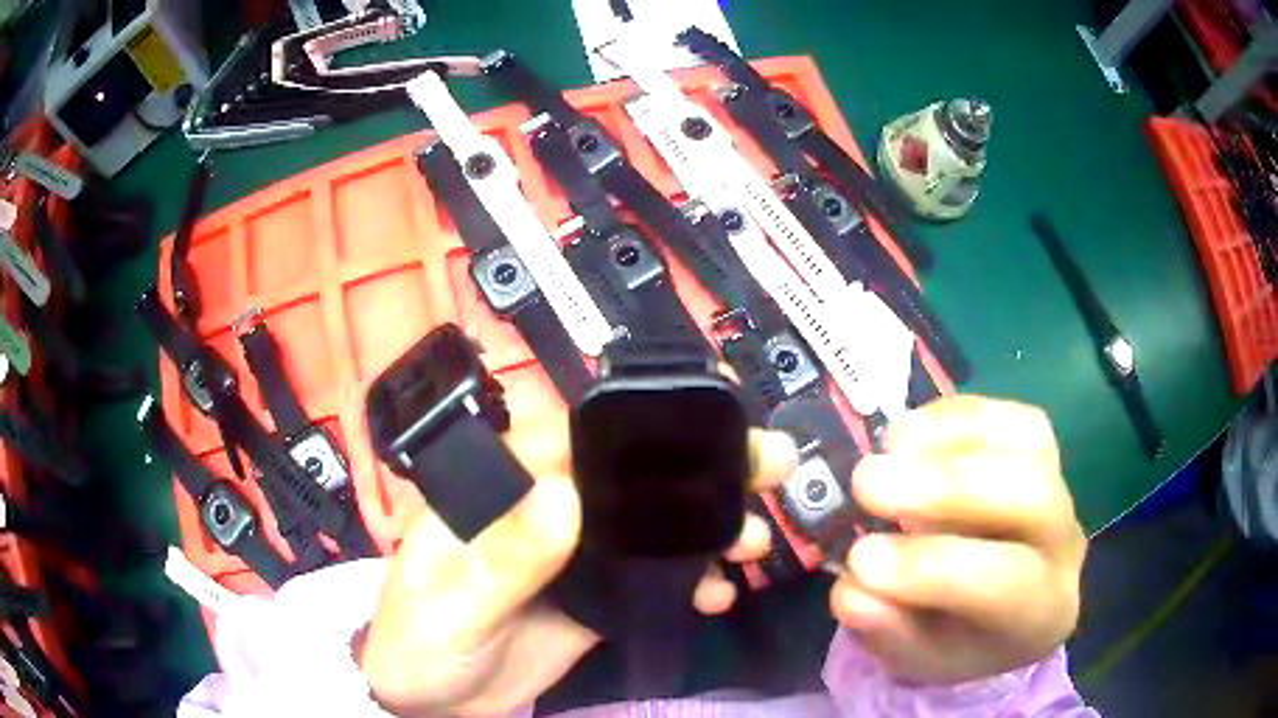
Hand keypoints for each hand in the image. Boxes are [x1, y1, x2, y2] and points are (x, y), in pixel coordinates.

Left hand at [358, 397, 796, 715]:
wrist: (430, 700)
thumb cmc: (418, 641)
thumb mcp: (450, 605)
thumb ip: (500, 559)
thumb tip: (564, 498)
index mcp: (500, 488)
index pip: (573, 437)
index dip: (641, 425)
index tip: (711, 423)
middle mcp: (544, 509)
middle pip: (627, 477)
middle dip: (698, 470)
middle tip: (766, 465)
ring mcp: (575, 554)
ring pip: (650, 526)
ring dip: (706, 525)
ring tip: (755, 536)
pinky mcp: (595, 596)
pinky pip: (651, 579)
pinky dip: (689, 580)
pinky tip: (717, 592)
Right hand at [831, 395, 1086, 683]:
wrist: (1005, 613)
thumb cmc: (959, 642)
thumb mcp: (916, 659)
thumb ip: (887, 630)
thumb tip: (852, 588)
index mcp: (1041, 612)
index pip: (1003, 582)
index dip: (931, 567)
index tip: (860, 558)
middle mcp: (1065, 543)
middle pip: (1030, 494)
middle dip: (947, 485)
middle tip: (868, 483)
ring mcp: (1060, 485)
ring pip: (1028, 439)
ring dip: (950, 436)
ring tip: (886, 448)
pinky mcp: (1042, 447)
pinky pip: (1011, 415)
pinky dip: (957, 414)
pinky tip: (907, 434)